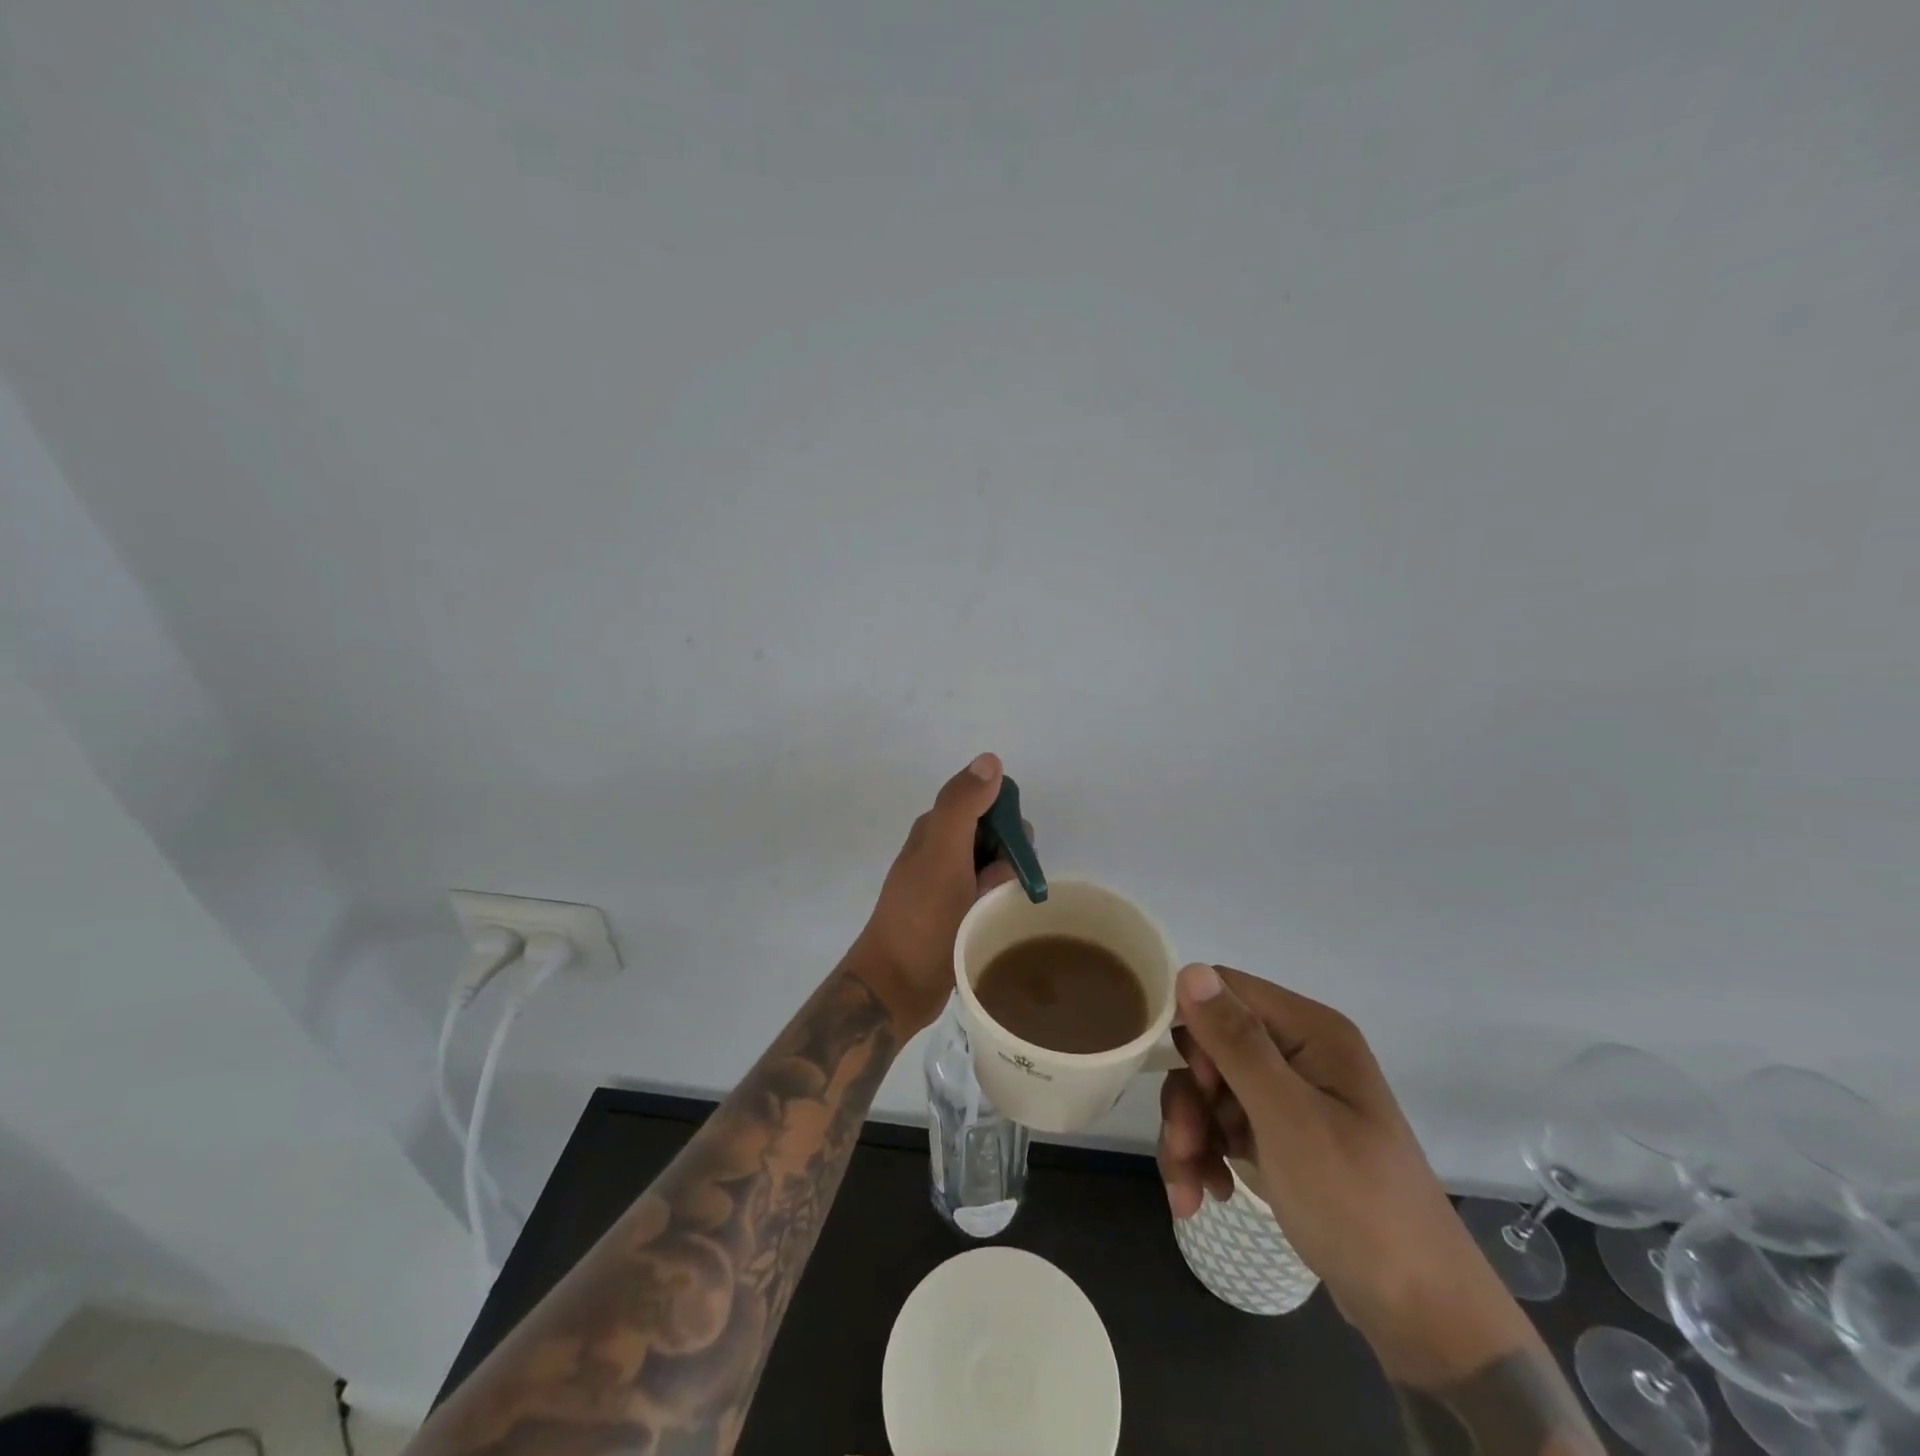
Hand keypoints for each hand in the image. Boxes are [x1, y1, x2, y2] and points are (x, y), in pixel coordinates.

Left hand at [846, 753, 1015, 1037]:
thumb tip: (991, 759)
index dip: (1008, 822)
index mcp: (936, 829)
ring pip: (997, 869)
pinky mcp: (957, 915)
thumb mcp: (942, 853)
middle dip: (1012, 857)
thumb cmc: (921, 916)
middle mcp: (942, 851)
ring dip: (1008, 884)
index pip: (987, 803)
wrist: (896, 985)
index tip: (1014, 852)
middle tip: (1001, 888)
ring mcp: (949, 885)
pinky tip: (1000, 923)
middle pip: (997, 836)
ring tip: (998, 912)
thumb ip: (962, 805)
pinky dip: (1001, 905)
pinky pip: (991, 897)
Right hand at [1157, 964, 1532, 1384]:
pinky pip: (1224, 1124)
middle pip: (1211, 1045)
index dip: (1195, 1029)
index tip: (1196, 1083)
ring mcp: (1291, 1096)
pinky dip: (1207, 1155)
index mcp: (1311, 1031)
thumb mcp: (1288, 1119)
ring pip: (1210, 1089)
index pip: (1225, 991)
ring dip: (1190, 1134)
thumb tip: (1188, 969)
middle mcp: (1299, 1052)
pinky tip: (1206, 1194)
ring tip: (1188, 1190)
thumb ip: (1236, 1042)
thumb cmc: (1355, 1203)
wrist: (1419, 1315)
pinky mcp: (1282, 1135)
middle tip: (1184, 1147)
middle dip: (1189, 1097)